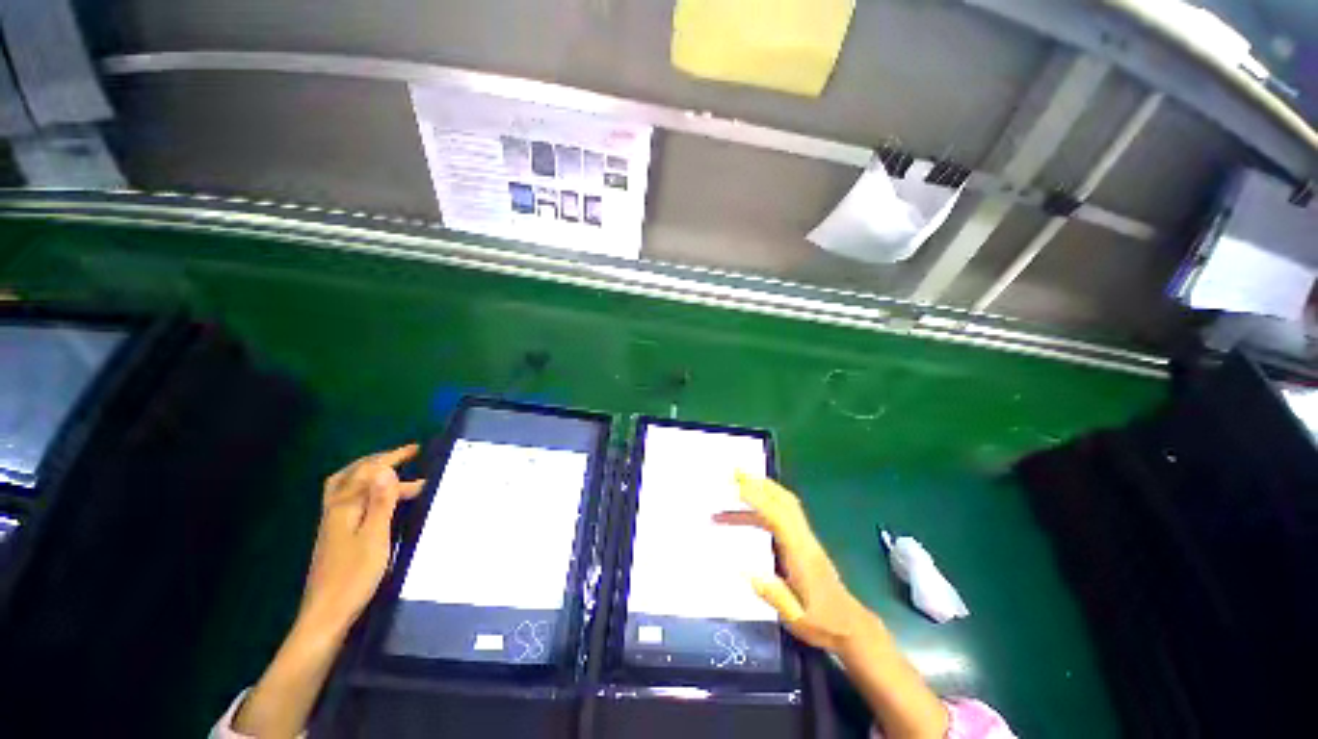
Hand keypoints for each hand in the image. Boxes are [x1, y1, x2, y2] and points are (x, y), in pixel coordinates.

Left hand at [298, 443, 424, 635]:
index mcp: (345, 507)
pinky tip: (378, 501)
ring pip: (347, 487)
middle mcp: (334, 510)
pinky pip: (349, 500)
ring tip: (395, 474)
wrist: (326, 615)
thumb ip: (380, 502)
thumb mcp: (375, 537)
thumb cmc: (354, 576)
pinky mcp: (334, 536)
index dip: (392, 458)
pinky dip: (365, 491)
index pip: (368, 472)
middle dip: (379, 460)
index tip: (417, 449)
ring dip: (370, 474)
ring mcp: (332, 523)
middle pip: (352, 475)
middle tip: (406, 456)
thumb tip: (386, 469)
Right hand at [714, 473, 867, 653]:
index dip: (757, 500)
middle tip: (735, 473)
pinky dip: (764, 505)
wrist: (852, 626)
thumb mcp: (797, 619)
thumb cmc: (824, 624)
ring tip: (735, 488)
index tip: (736, 488)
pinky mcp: (804, 542)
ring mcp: (806, 538)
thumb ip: (773, 595)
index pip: (778, 517)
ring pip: (784, 504)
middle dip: (760, 483)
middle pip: (784, 500)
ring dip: (761, 490)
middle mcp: (804, 539)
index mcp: (802, 554)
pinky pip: (783, 514)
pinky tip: (746, 514)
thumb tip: (745, 572)